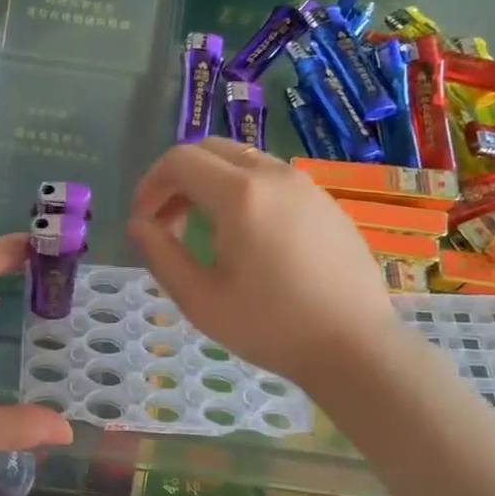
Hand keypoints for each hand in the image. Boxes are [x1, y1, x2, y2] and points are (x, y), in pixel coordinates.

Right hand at [127, 139, 399, 387]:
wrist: (354, 346)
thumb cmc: (270, 326)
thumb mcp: (199, 299)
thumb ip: (160, 253)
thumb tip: (139, 223)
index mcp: (239, 194)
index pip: (179, 160)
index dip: (150, 184)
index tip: (143, 220)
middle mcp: (273, 174)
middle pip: (210, 149)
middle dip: (178, 178)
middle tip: (167, 221)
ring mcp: (305, 184)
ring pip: (242, 160)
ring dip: (210, 182)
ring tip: (203, 229)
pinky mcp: (324, 200)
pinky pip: (271, 177)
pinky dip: (243, 190)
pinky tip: (246, 236)